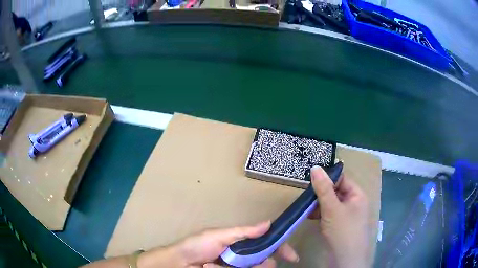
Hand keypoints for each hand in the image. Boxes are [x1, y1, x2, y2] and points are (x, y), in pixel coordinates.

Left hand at [140, 221, 298, 267]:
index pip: (267, 244)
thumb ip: (243, 232)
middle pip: (263, 262)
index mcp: (241, 243)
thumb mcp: (218, 236)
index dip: (280, 249)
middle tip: (239, 264)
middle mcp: (242, 257)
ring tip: (215, 266)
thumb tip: (268, 223)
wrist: (177, 263)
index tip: (292, 257)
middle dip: (260, 264)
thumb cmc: (196, 246)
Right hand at [309, 166, 369, 267]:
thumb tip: (315, 167)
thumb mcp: (332, 208)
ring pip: (331, 203)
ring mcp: (346, 215)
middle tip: (307, 196)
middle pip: (336, 191)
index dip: (328, 178)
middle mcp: (353, 203)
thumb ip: (323, 188)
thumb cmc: (343, 230)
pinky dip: (321, 214)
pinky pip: (330, 214)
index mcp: (357, 195)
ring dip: (319, 204)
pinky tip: (311, 217)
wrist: (345, 260)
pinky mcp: (339, 225)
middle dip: (321, 193)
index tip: (311, 180)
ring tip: (307, 207)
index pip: (342, 179)